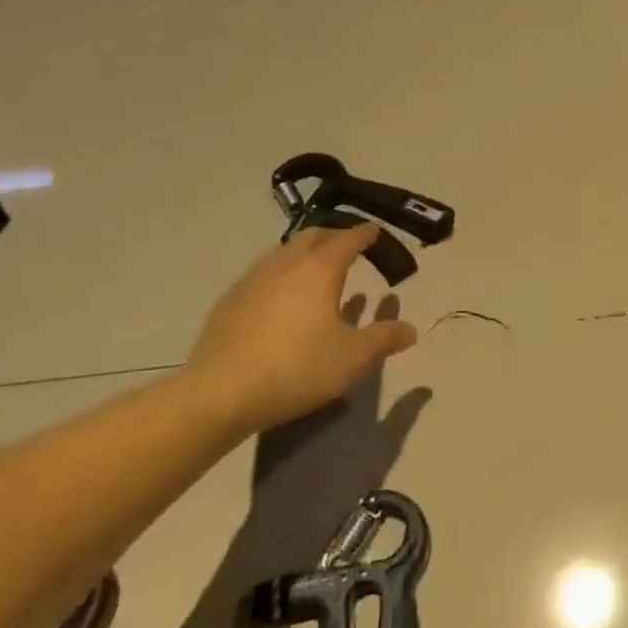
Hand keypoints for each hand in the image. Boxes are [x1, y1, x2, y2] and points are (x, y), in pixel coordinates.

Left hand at [182, 226, 417, 433]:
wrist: (218, 394)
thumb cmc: (296, 369)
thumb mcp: (353, 358)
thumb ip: (384, 339)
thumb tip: (410, 330)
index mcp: (320, 270)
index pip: (348, 239)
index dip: (365, 234)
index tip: (375, 233)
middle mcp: (285, 265)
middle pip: (312, 236)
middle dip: (333, 236)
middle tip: (349, 248)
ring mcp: (252, 280)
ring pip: (283, 252)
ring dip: (305, 254)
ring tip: (317, 271)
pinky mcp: (229, 301)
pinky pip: (262, 274)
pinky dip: (281, 275)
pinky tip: (283, 300)